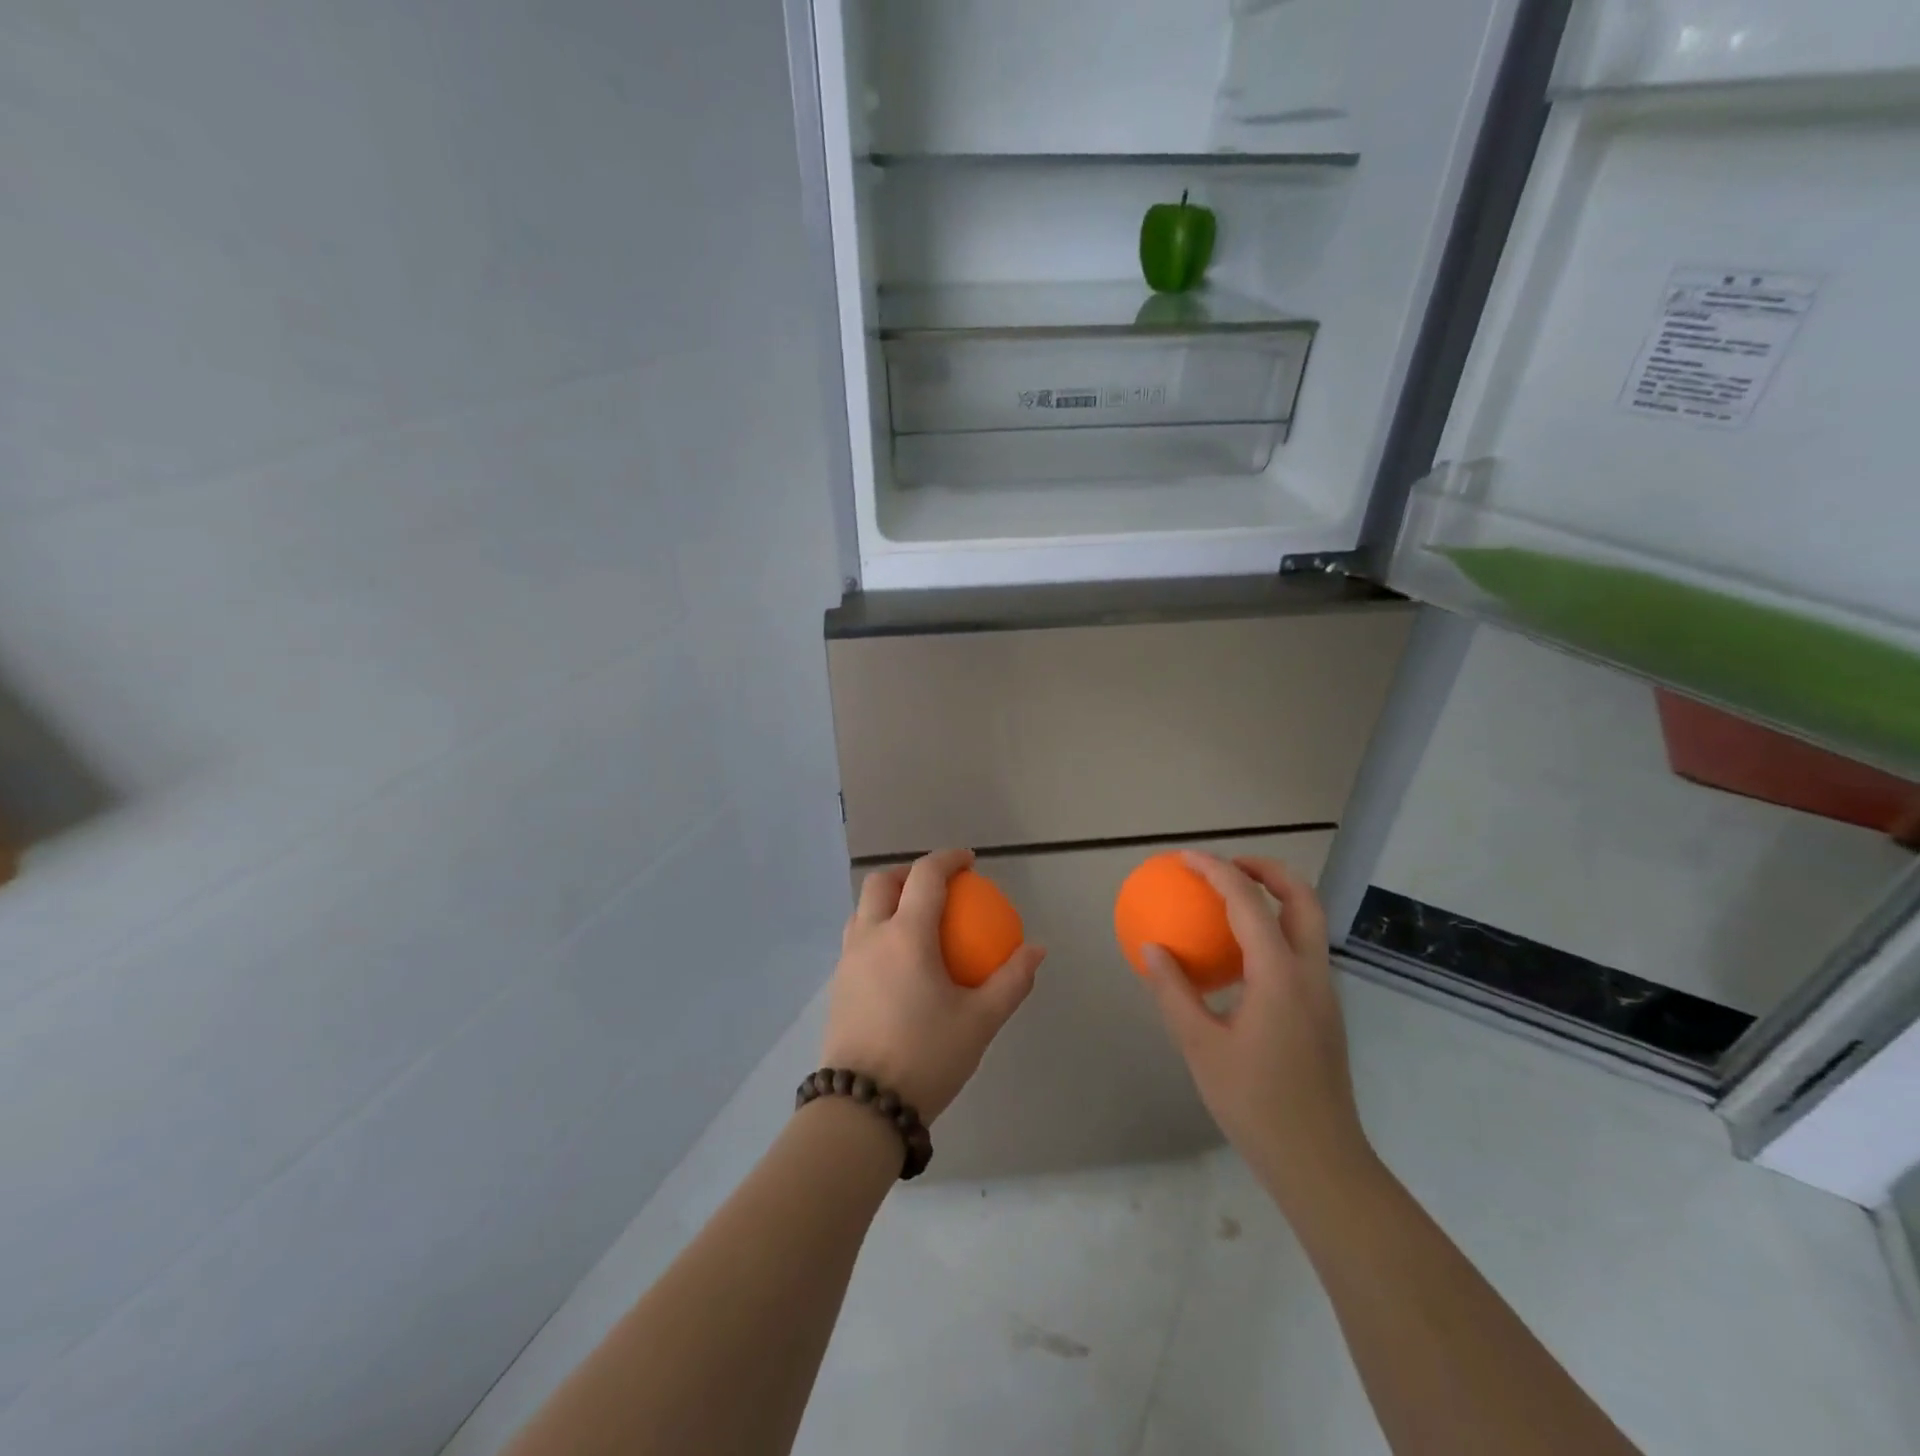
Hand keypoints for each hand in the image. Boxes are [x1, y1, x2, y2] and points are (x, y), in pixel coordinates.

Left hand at [821, 849, 1044, 1121]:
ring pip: (862, 909)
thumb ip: (1011, 981)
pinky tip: (898, 961)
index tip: (968, 861)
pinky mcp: (837, 985)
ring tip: (915, 919)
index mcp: (906, 936)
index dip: (947, 860)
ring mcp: (847, 961)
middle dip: (909, 872)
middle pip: (881, 882)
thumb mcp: (980, 1021)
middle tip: (937, 886)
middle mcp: (870, 937)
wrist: (862, 1107)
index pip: (925, 877)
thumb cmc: (927, 1057)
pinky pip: (856, 938)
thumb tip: (1036, 949)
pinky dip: (877, 929)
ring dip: (888, 900)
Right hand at [1142, 852, 1372, 1206]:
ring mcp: (1323, 992)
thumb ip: (1174, 992)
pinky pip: (1301, 950)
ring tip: (1230, 900)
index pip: (1249, 902)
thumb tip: (1152, 948)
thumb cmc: (1255, 1103)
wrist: (1318, 1161)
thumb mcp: (1200, 1046)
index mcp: (1279, 975)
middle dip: (1267, 869)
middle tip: (1226, 865)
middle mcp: (1310, 973)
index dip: (1216, 871)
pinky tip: (1240, 956)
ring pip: (1309, 923)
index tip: (1186, 859)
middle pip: (1302, 898)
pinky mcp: (1323, 1011)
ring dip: (1275, 897)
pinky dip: (1275, 930)